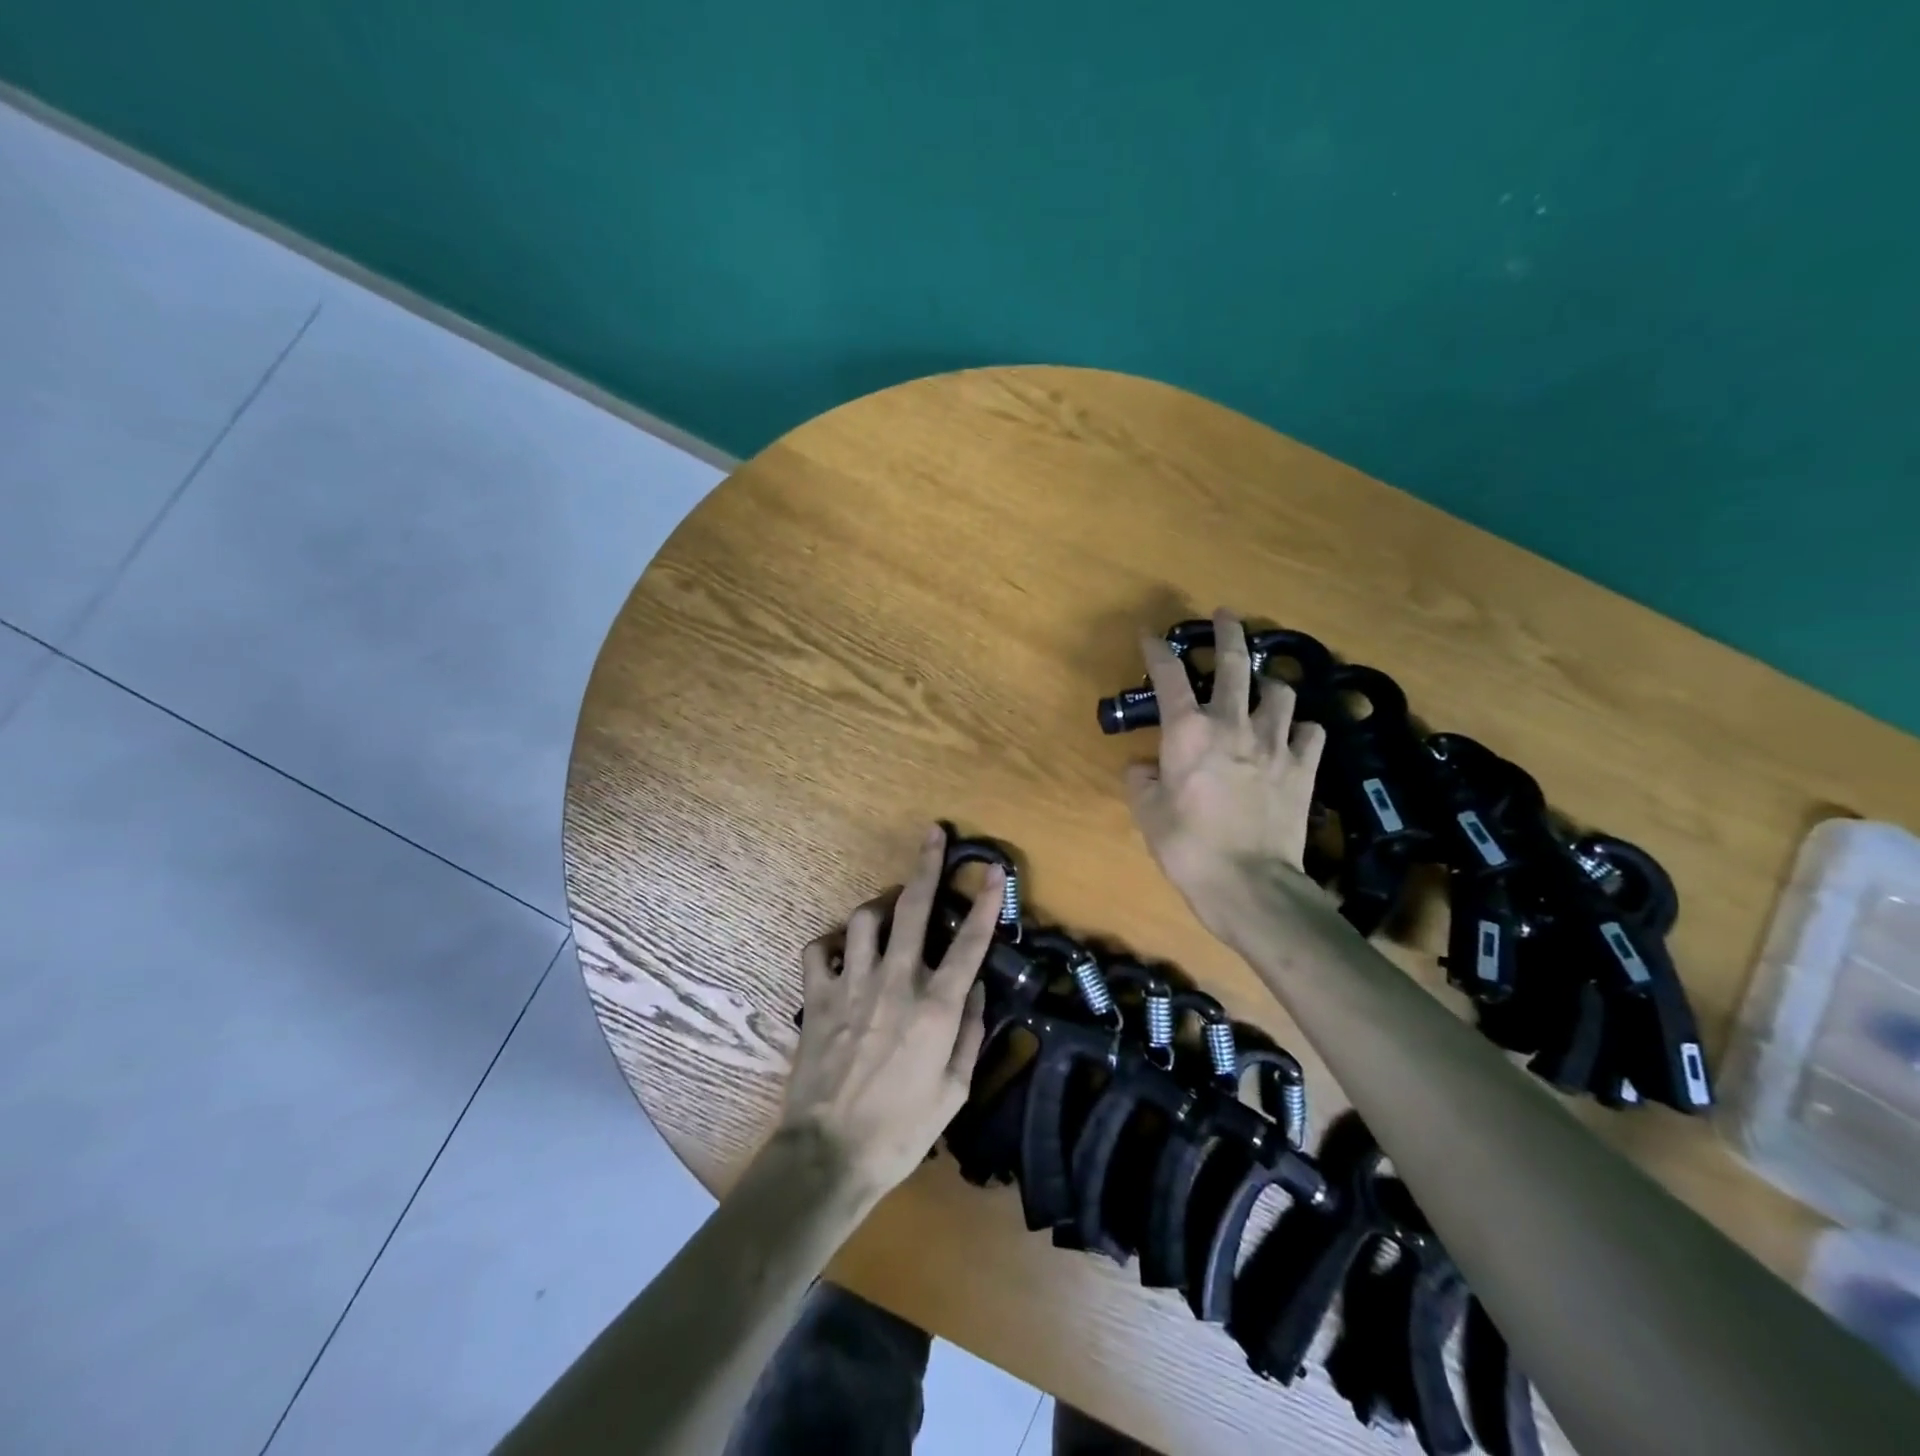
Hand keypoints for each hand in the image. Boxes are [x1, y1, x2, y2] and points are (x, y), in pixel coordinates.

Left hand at [779, 825, 999, 1197]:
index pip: (970, 943)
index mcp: (936, 1007)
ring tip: (891, 908)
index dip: (987, 902)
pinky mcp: (817, 997)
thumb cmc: (901, 1130)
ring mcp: (852, 985)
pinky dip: (831, 943)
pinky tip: (842, 950)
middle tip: (933, 835)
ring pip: (865, 918)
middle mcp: (896, 982)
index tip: (995, 870)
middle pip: (913, 908)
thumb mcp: (955, 1090)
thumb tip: (976, 988)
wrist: (829, 1154)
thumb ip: (971, 1032)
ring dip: (881, 905)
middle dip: (927, 865)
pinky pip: (818, 950)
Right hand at [1125, 608, 1327, 936]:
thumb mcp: (1147, 813)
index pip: (1169, 676)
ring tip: (1264, 686)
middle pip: (1234, 664)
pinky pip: (1311, 733)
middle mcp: (1232, 725)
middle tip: (1226, 616)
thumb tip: (1142, 767)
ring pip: (1280, 692)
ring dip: (1269, 684)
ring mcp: (1274, 744)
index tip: (1150, 636)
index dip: (1157, 651)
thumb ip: (1141, 781)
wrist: (1249, 882)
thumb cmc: (1187, 846)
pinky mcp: (1303, 767)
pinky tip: (1295, 735)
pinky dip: (1302, 729)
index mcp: (1187, 732)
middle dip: (1228, 634)